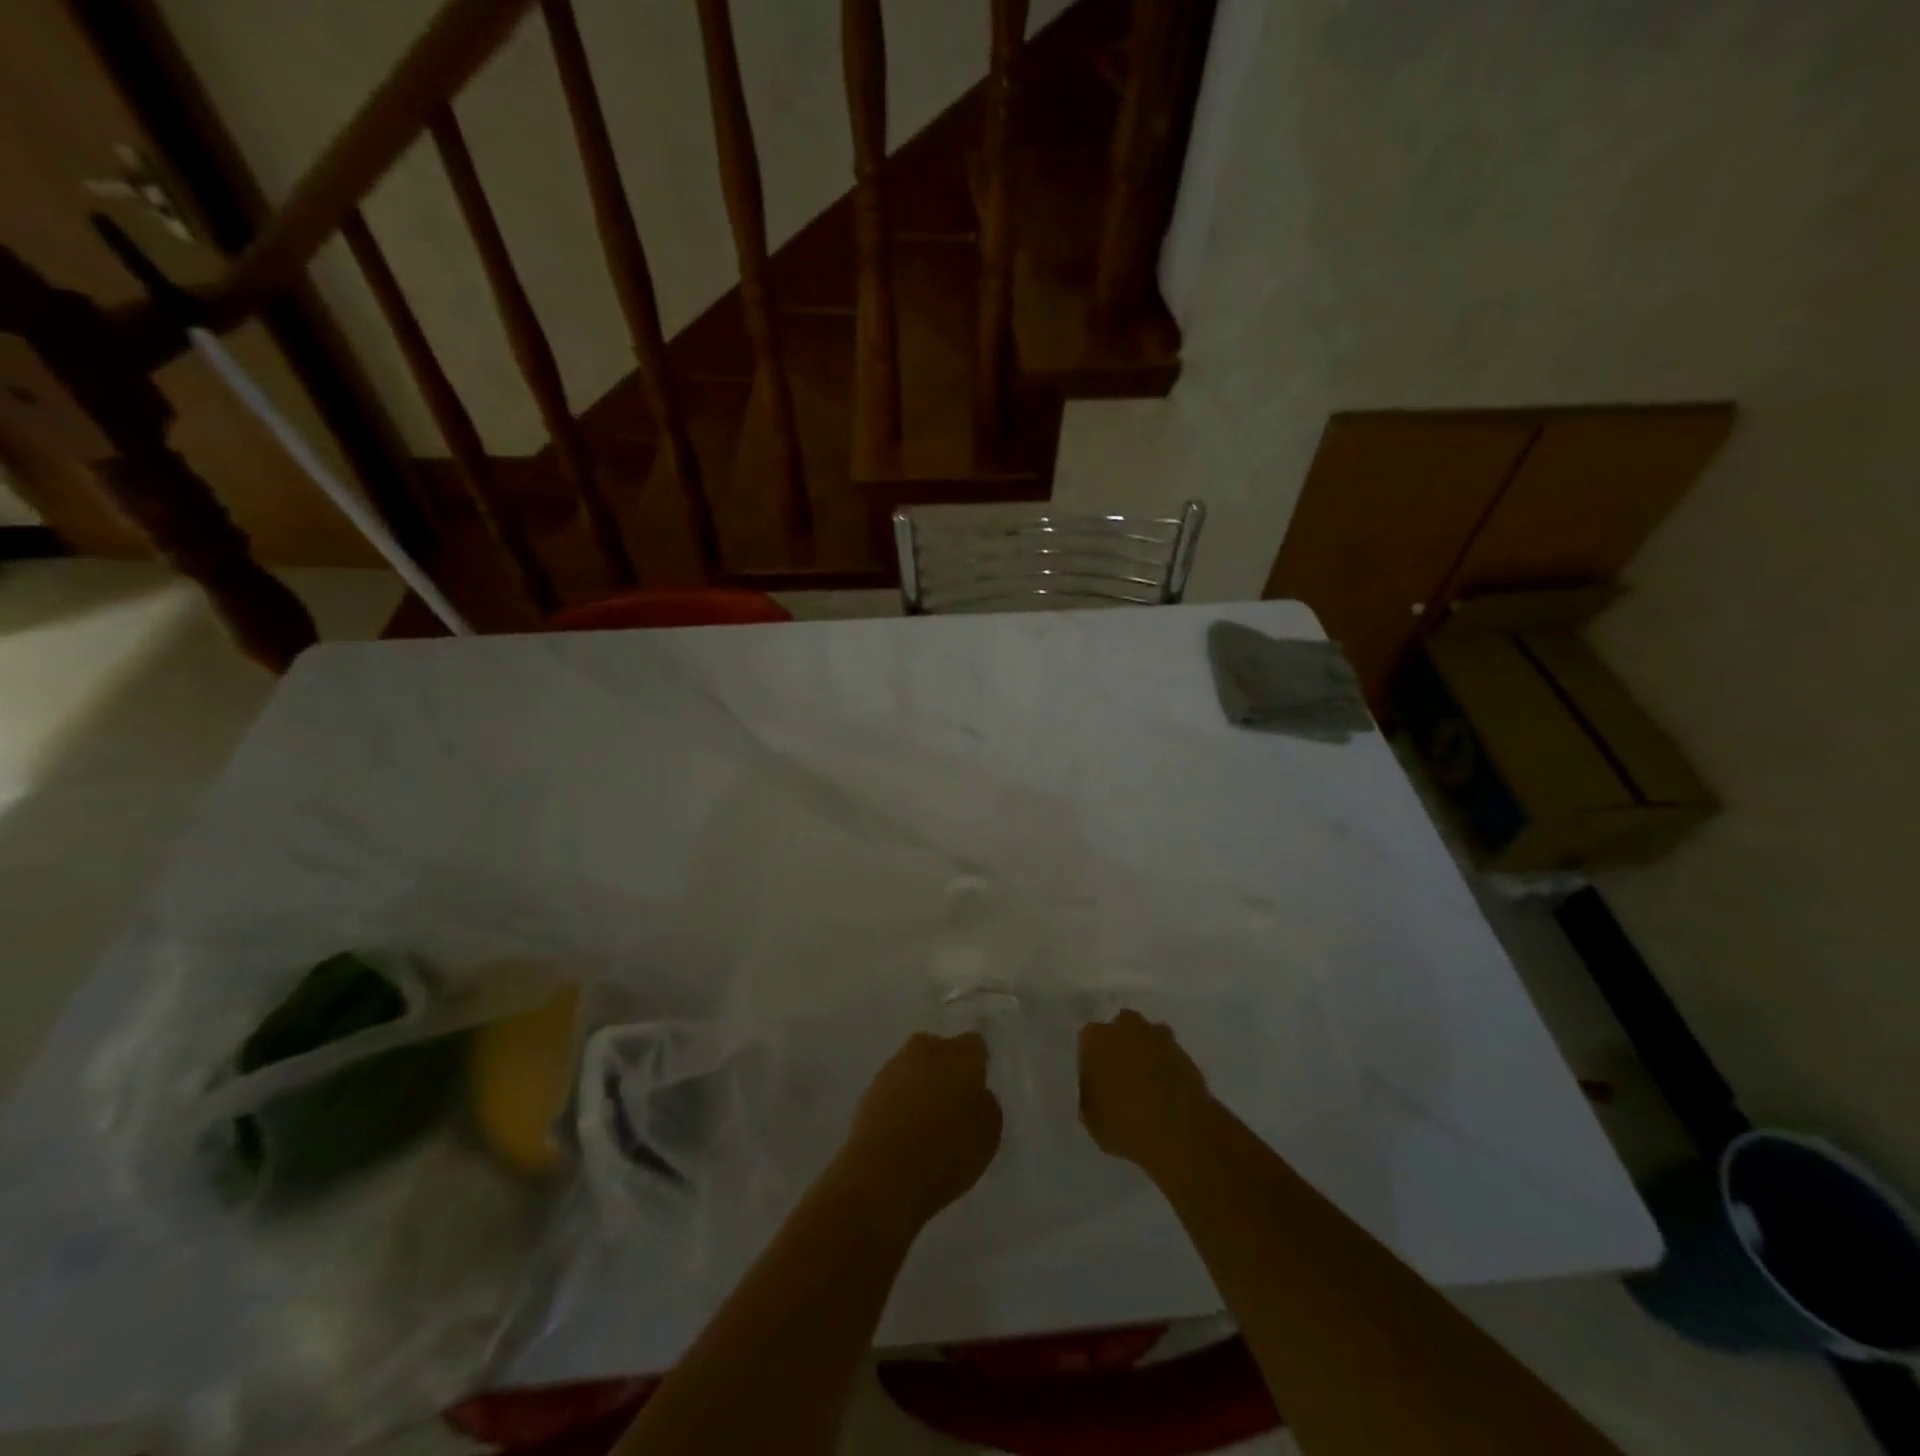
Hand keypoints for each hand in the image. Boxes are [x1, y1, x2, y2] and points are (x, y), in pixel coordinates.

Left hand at [837, 1032, 1002, 1232]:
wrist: (881, 1175)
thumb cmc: (945, 1156)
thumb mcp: (987, 1139)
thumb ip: (987, 1107)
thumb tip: (978, 1094)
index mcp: (961, 1057)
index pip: (974, 1045)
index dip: (976, 1064)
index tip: (977, 1088)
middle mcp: (927, 1051)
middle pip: (939, 1047)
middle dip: (945, 1066)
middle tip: (951, 1100)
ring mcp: (895, 1067)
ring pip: (913, 1064)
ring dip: (920, 1081)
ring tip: (925, 1116)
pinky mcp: (870, 1087)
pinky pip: (893, 1085)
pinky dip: (899, 1098)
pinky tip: (902, 1126)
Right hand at [1079, 1010, 1212, 1167]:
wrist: (1179, 1134)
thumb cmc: (1123, 1126)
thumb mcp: (1091, 1118)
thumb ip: (1090, 1094)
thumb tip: (1096, 1087)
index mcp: (1096, 1039)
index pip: (1088, 1039)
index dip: (1092, 1058)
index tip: (1096, 1078)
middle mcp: (1126, 1028)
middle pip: (1121, 1027)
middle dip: (1120, 1044)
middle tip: (1121, 1075)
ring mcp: (1159, 1038)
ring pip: (1148, 1037)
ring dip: (1146, 1052)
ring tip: (1148, 1083)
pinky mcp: (1186, 1053)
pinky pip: (1170, 1054)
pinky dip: (1168, 1067)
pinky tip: (1168, 1091)